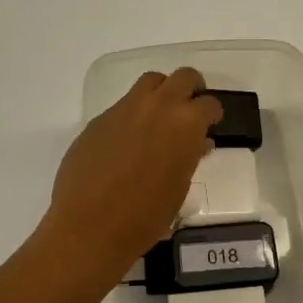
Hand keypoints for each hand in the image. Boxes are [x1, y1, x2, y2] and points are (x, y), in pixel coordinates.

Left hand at [42, 68, 223, 279]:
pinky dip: (133, 115)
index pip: (209, 103)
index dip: (212, 114)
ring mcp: (125, 109)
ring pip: (150, 82)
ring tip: (159, 119)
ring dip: (160, 93)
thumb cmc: (146, 216)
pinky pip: (123, 106)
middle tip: (190, 110)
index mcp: (186, 123)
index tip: (211, 125)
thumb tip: (196, 144)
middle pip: (183, 77)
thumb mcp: (179, 187)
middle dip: (191, 90)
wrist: (90, 225)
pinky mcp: (99, 119)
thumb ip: (190, 156)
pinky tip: (127, 143)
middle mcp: (158, 106)